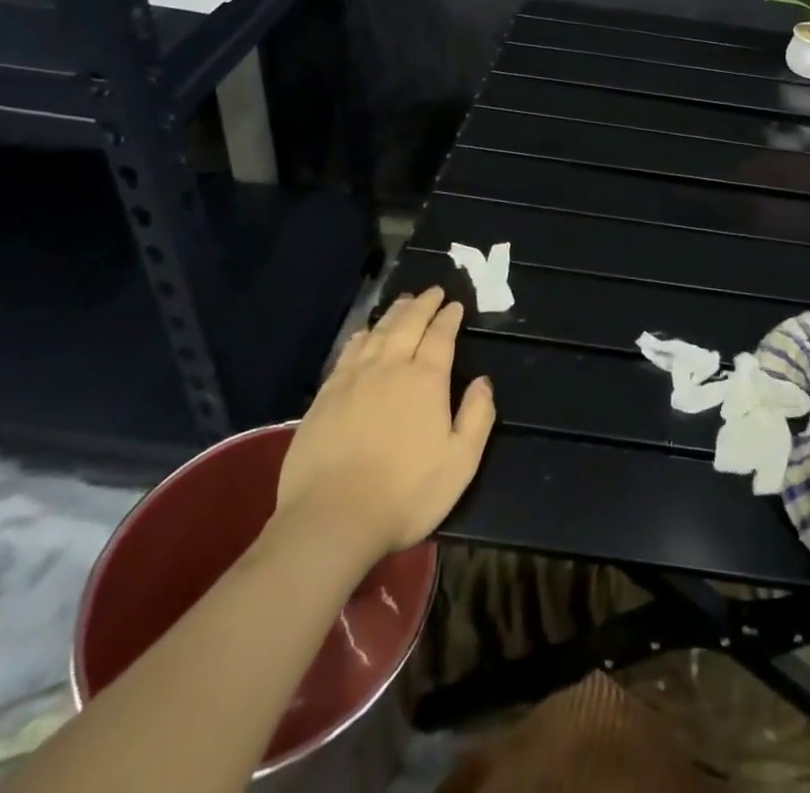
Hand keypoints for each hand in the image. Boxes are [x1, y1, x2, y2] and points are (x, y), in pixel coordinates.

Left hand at [265, 287, 496, 565]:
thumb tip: (484, 382)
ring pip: (377, 333)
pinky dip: (361, 336)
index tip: (455, 305)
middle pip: (408, 324)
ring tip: (404, 302)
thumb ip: (477, 417)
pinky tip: (364, 333)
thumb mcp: (460, 463)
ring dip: (393, 314)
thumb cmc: (405, 494)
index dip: (449, 318)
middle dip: (423, 305)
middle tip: (432, 292)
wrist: (331, 519)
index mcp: (426, 381)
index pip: (440, 337)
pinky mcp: (325, 396)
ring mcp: (353, 379)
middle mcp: (390, 368)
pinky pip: (348, 352)